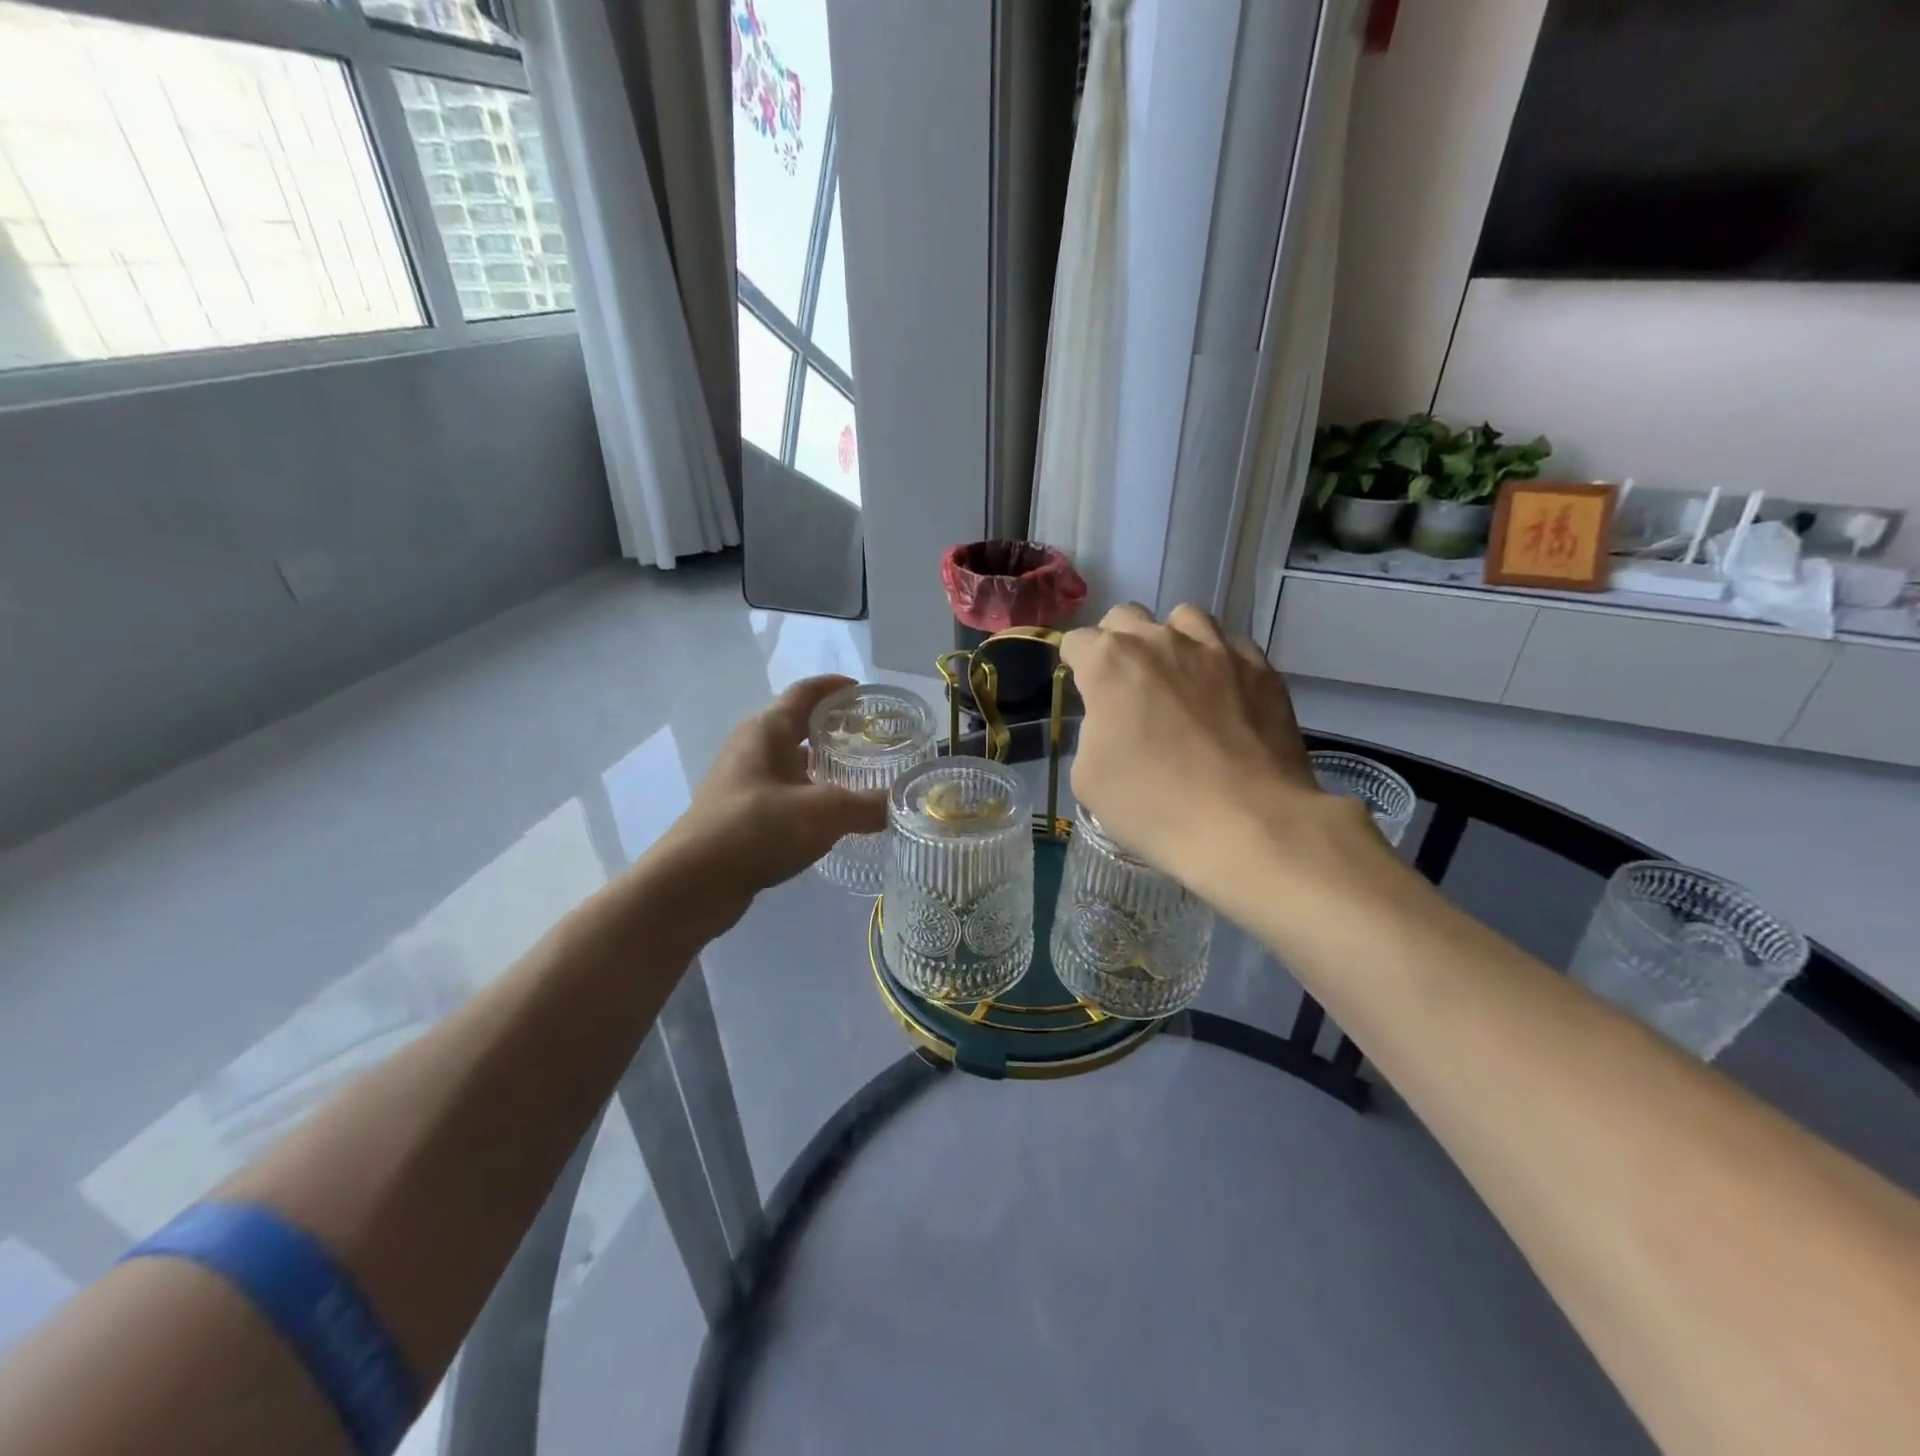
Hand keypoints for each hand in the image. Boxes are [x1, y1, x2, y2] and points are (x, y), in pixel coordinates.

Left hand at [654, 676, 887, 929]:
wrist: (693, 883)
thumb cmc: (757, 828)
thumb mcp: (824, 813)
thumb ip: (868, 806)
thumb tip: (902, 804)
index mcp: (767, 730)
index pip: (806, 693)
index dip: (836, 688)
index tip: (867, 693)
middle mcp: (751, 747)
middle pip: (799, 726)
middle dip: (836, 730)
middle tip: (875, 740)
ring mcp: (742, 782)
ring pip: (792, 763)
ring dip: (823, 767)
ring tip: (862, 779)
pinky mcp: (740, 813)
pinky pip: (783, 793)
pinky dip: (809, 796)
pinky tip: (832, 818)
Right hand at [1060, 604, 1328, 882]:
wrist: (1247, 825)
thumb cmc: (1153, 805)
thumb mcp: (1088, 779)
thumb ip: (1091, 732)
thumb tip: (1111, 722)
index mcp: (1110, 664)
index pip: (1077, 641)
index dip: (1074, 663)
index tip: (1082, 688)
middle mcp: (1160, 641)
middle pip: (1126, 617)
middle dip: (1116, 642)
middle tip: (1123, 684)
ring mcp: (1216, 649)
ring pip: (1184, 618)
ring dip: (1170, 640)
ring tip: (1176, 677)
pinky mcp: (1260, 667)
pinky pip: (1230, 645)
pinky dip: (1218, 660)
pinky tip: (1221, 693)